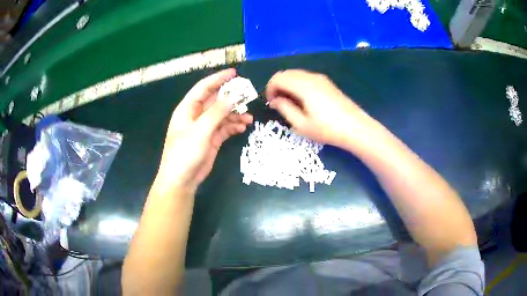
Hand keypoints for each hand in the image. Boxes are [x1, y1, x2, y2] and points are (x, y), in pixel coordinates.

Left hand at [156, 69, 252, 191]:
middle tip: (248, 95)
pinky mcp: (212, 139)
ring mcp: (205, 127)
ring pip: (223, 115)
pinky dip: (234, 126)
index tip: (234, 73)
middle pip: (215, 100)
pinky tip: (242, 128)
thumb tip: (232, 96)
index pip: (203, 88)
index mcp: (188, 109)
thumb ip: (216, 112)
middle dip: (231, 98)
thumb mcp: (200, 130)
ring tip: (249, 118)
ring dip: (235, 115)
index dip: (218, 79)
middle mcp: (197, 115)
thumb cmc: (185, 152)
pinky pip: (225, 128)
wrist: (182, 179)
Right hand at [266, 70, 372, 147]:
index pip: (278, 78)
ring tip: (289, 102)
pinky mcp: (327, 83)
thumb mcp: (302, 124)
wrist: (356, 128)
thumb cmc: (327, 129)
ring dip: (287, 84)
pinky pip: (306, 77)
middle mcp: (311, 77)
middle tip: (278, 103)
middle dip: (277, 85)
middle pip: (286, 73)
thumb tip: (274, 101)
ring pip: (296, 74)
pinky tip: (302, 99)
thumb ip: (285, 109)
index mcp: (303, 86)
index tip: (270, 103)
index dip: (270, 89)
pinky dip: (298, 84)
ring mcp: (321, 79)